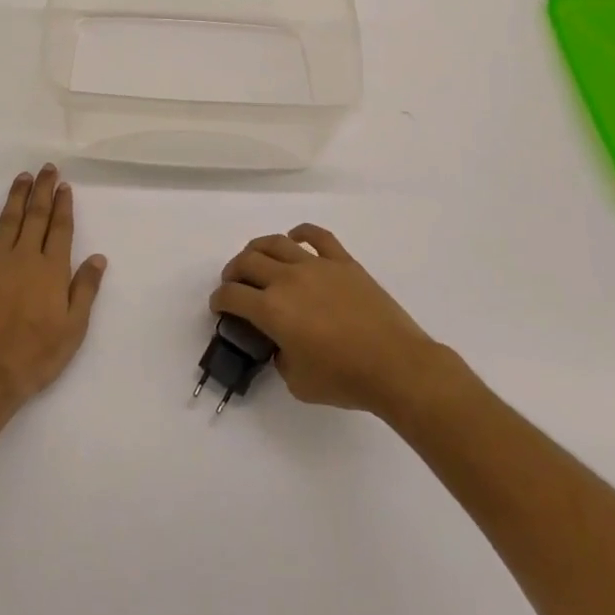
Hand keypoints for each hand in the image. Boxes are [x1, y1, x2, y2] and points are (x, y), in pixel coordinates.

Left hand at [0, 165, 106, 409]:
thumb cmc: (38, 354)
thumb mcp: (74, 327)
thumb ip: (85, 289)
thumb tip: (98, 257)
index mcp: (52, 270)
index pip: (60, 228)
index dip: (63, 205)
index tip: (64, 185)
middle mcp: (25, 258)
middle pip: (35, 216)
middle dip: (42, 190)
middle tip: (46, 169)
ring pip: (8, 221)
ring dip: (16, 196)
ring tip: (22, 177)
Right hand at [212, 224, 449, 415]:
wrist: (396, 366)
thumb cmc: (344, 379)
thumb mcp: (297, 382)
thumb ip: (280, 358)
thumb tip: (282, 343)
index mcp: (271, 310)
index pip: (232, 295)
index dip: (219, 300)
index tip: (220, 307)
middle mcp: (287, 279)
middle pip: (247, 262)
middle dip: (233, 272)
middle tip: (234, 284)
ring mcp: (316, 265)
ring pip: (276, 242)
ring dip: (258, 248)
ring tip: (256, 259)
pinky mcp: (343, 262)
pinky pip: (317, 236)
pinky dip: (301, 232)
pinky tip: (295, 238)